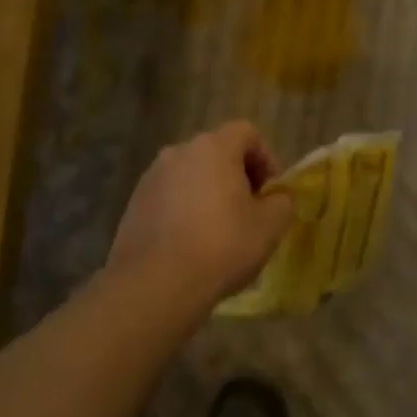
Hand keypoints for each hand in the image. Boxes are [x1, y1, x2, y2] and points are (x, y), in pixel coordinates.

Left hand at [109, 121, 294, 303]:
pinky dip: (186, 210)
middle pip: (217, 152)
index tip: (271, 191)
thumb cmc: (223, 246)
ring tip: (220, 230)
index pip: (247, 133)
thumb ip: (283, 201)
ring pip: (191, 175)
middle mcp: (178, 152)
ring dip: (210, 193)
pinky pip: (170, 197)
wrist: (156, 284)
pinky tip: (192, 243)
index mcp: (214, 148)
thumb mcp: (271, 225)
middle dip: (238, 176)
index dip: (266, 158)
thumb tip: (277, 197)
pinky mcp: (134, 204)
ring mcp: (151, 177)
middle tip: (250, 210)